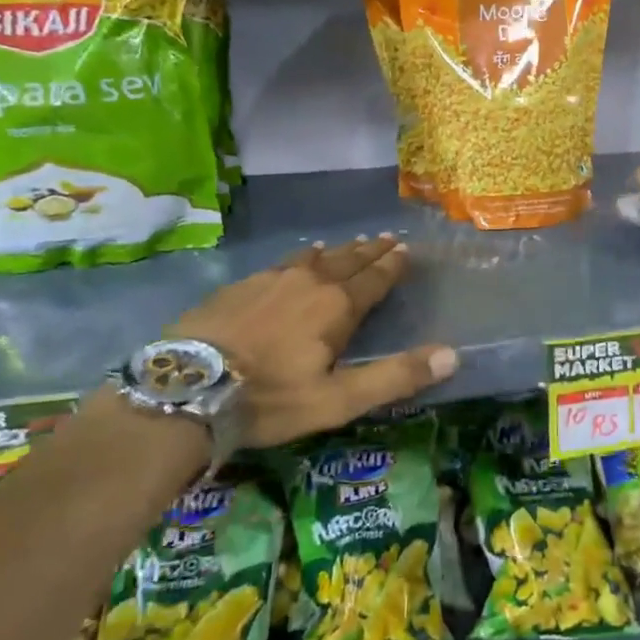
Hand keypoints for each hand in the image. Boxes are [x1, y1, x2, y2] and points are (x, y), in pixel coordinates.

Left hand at [170, 235, 455, 448]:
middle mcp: (309, 282)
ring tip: (350, 243)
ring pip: (315, 258)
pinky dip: (301, 258)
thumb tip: (452, 355)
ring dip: (338, 251)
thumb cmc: (270, 398)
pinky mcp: (241, 285)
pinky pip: (283, 262)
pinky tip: (299, 257)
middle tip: (387, 238)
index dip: (393, 265)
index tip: (407, 250)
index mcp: (337, 306)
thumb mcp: (338, 400)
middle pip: (348, 261)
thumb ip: (395, 376)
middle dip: (371, 251)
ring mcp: (272, 279)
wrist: (186, 387)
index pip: (375, 279)